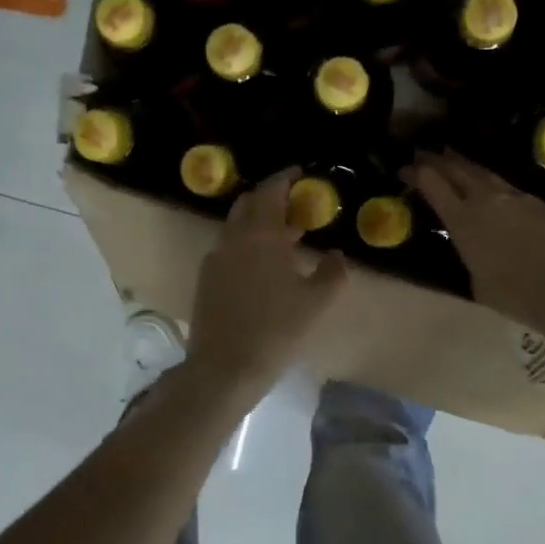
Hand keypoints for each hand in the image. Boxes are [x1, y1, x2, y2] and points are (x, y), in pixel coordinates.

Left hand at [185, 171, 348, 401]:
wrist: (224, 369)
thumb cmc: (276, 331)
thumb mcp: (316, 303)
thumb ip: (333, 273)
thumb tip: (338, 255)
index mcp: (259, 235)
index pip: (270, 191)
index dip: (285, 178)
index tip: (301, 175)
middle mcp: (232, 239)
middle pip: (248, 204)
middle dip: (270, 199)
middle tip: (295, 207)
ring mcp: (214, 259)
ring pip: (236, 228)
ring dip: (259, 224)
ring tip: (286, 239)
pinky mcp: (205, 280)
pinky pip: (228, 249)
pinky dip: (247, 245)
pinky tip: (263, 269)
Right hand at [408, 151, 544, 338]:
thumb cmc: (515, 295)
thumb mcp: (477, 282)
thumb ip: (470, 256)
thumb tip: (474, 248)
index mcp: (463, 220)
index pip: (433, 185)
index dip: (416, 174)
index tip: (404, 169)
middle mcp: (486, 199)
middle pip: (457, 169)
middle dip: (436, 160)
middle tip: (422, 152)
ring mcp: (516, 197)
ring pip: (484, 173)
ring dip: (464, 164)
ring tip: (452, 156)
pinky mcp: (540, 203)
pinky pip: (510, 189)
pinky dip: (494, 185)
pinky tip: (493, 190)